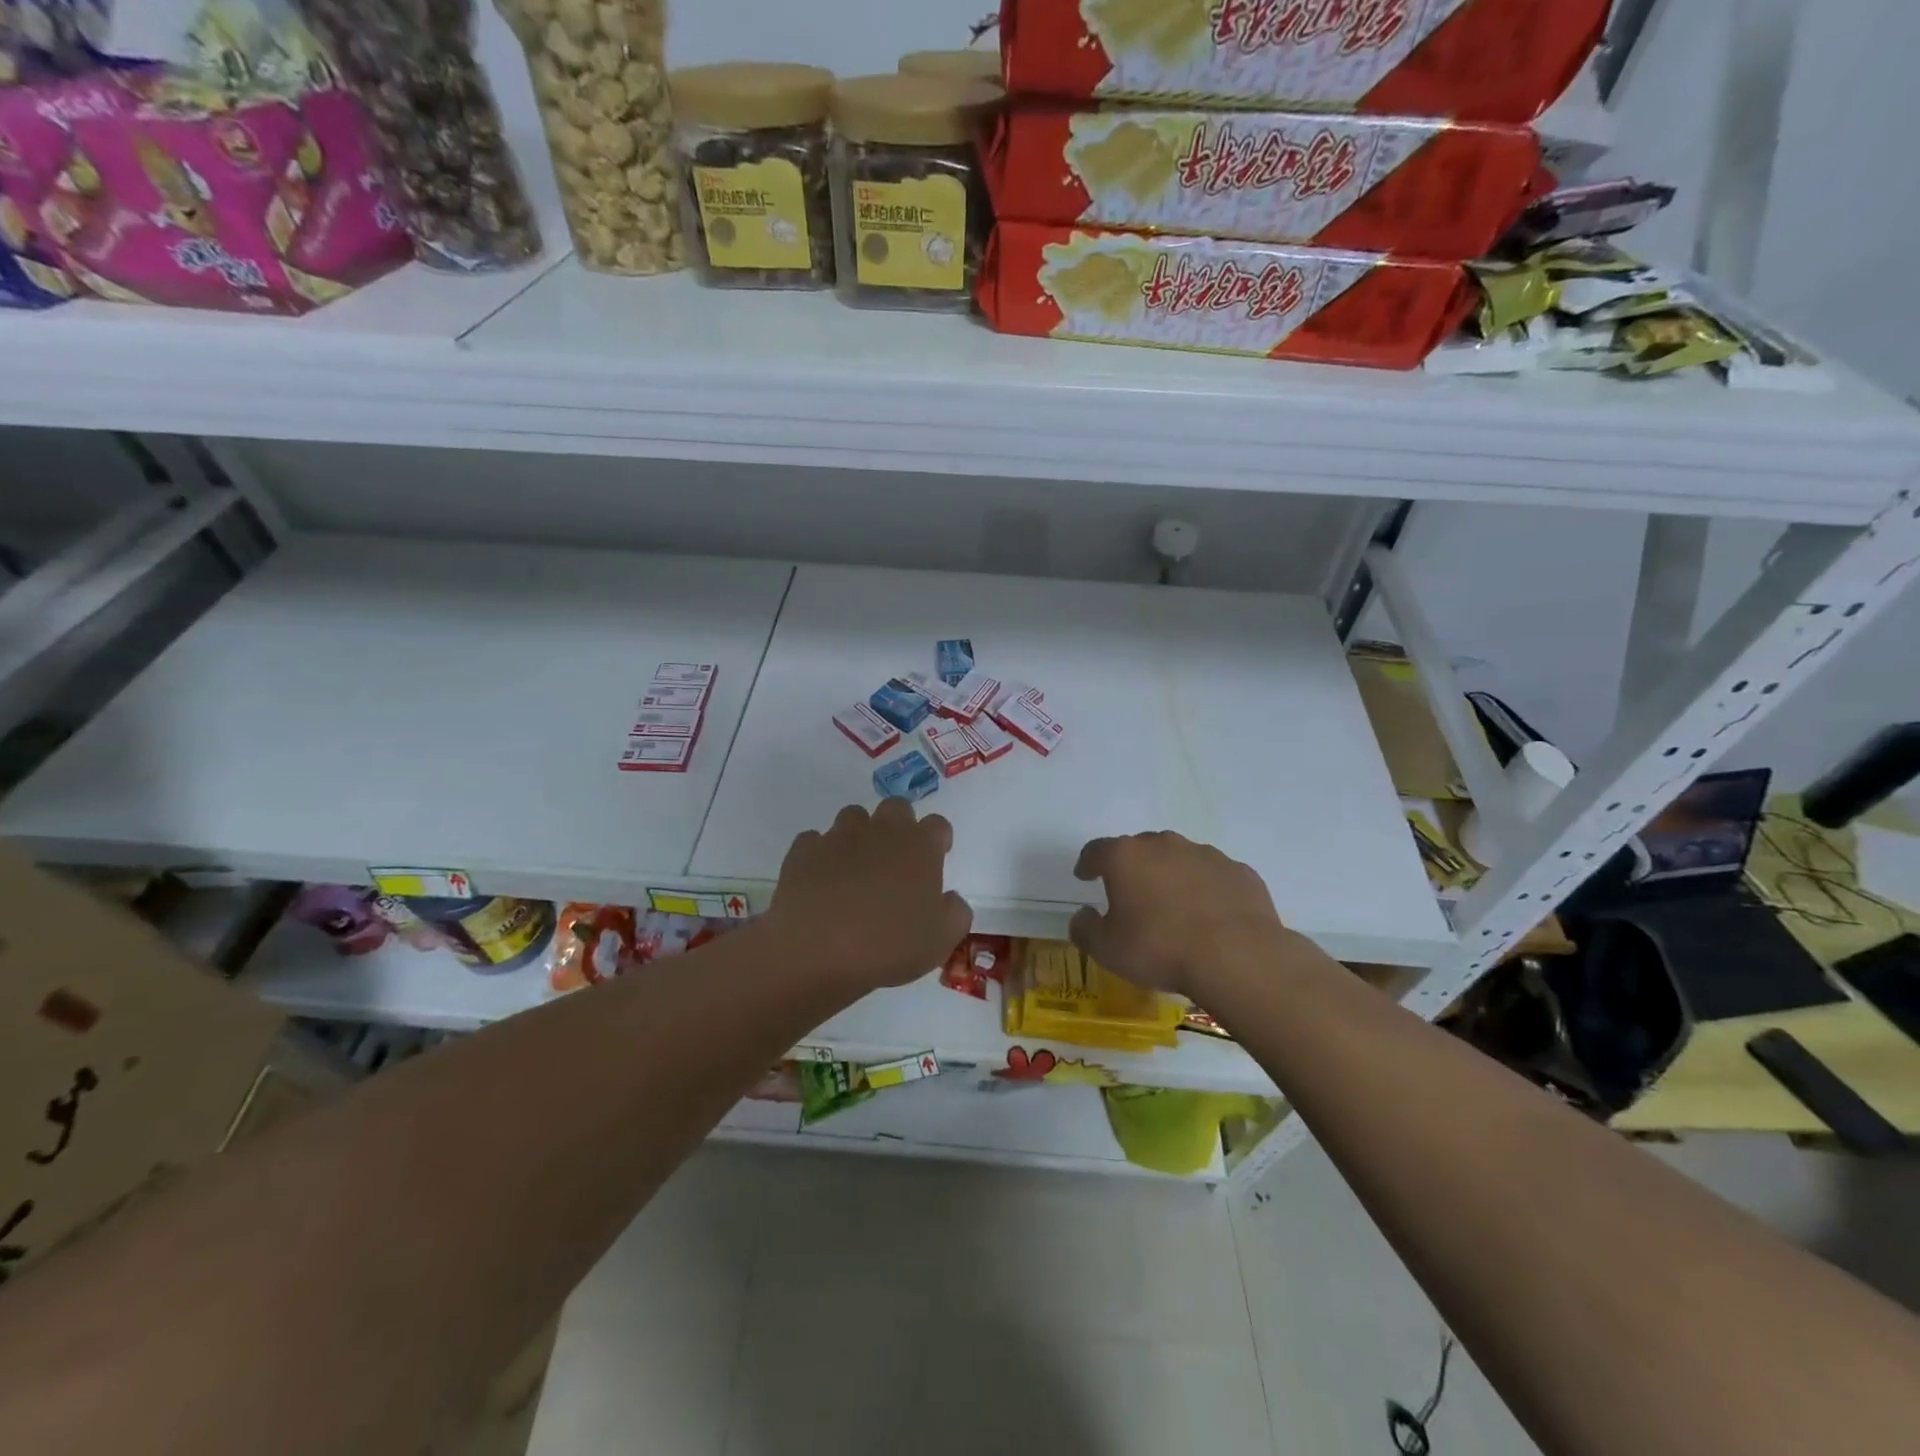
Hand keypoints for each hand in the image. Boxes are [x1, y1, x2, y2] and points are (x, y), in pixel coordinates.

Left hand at [767, 799, 972, 996]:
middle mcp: (881, 831)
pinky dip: (821, 855)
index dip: (938, 840)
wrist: (815, 950)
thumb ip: (956, 913)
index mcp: (920, 847)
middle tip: (896, 861)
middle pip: (896, 807)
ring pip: (854, 817)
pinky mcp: (804, 850)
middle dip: (899, 826)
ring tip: (856, 870)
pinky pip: (816, 841)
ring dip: (859, 835)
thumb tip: (950, 898)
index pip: (938, 825)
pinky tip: (820, 881)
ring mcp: (839, 836)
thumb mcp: (940, 941)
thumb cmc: (888, 945)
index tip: (934, 860)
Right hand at [1069, 832, 1285, 998]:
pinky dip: (1206, 889)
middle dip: (1132, 867)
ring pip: (1179, 859)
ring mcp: (1206, 855)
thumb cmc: (1160, 949)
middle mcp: (1164, 845)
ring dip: (1171, 876)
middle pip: (1140, 849)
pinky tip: (1209, 916)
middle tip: (1131, 895)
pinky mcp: (1239, 872)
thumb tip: (1083, 915)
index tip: (1085, 876)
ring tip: (1173, 907)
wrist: (1238, 958)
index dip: (1088, 863)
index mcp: (1126, 857)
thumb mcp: (1107, 949)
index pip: (1096, 850)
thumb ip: (1085, 928)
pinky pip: (1213, 876)